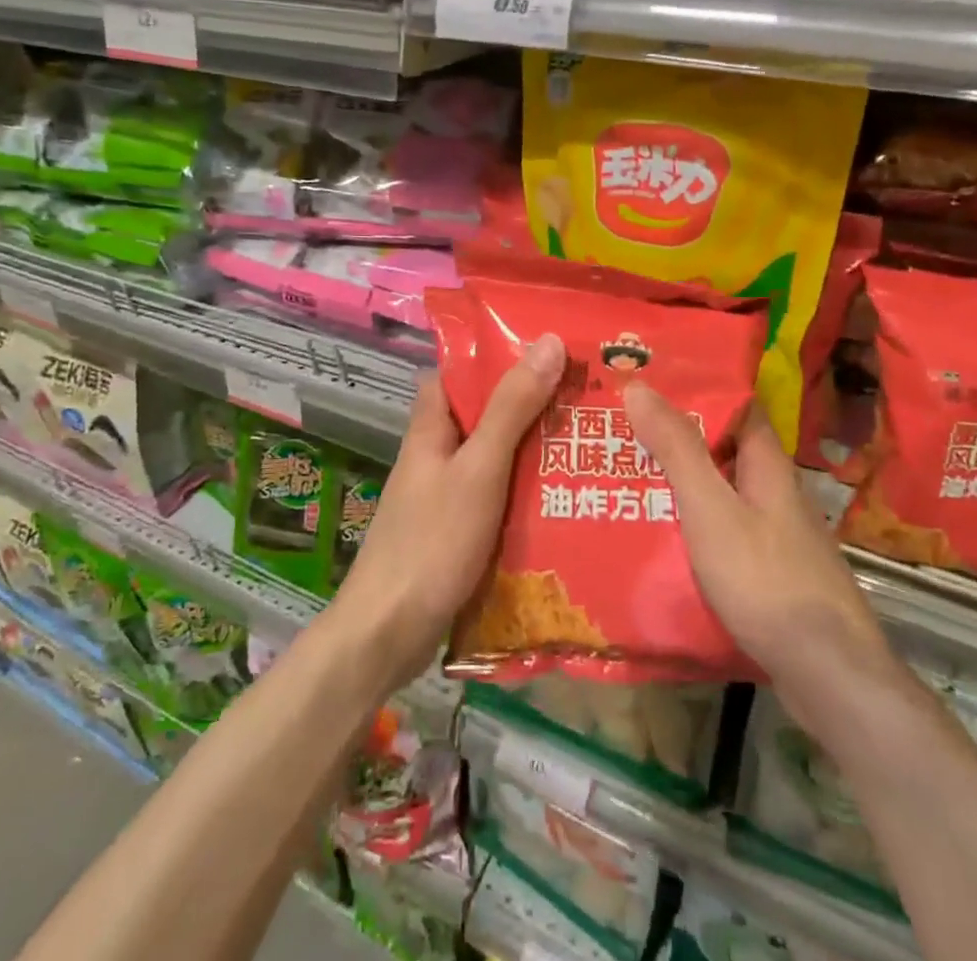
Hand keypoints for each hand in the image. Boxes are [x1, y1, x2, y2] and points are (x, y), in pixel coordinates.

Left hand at [330, 334, 565, 688]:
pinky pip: (496, 497)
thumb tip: (548, 341)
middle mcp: (435, 455)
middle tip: (585, 394)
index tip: (545, 348)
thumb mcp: (479, 468)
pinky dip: (524, 491)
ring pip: (493, 457)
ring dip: (531, 449)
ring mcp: (444, 496)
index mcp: (430, 428)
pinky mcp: (456, 532)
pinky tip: (563, 496)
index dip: (493, 355)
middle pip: (482, 414)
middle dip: (528, 403)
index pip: (456, 372)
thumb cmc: (432, 542)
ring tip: (587, 438)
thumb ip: (512, 408)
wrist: (389, 634)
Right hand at [624, 383, 894, 691]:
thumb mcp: (710, 508)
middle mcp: (775, 492)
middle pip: (724, 450)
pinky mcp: (771, 574)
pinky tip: (659, 538)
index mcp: (767, 465)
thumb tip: (639, 385)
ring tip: (627, 478)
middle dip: (677, 439)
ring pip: (722, 494)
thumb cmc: (766, 580)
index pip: (736, 406)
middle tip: (621, 430)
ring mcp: (777, 536)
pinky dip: (693, 526)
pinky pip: (724, 533)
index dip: (697, 388)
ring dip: (682, 484)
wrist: (828, 676)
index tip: (649, 382)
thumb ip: (677, 449)